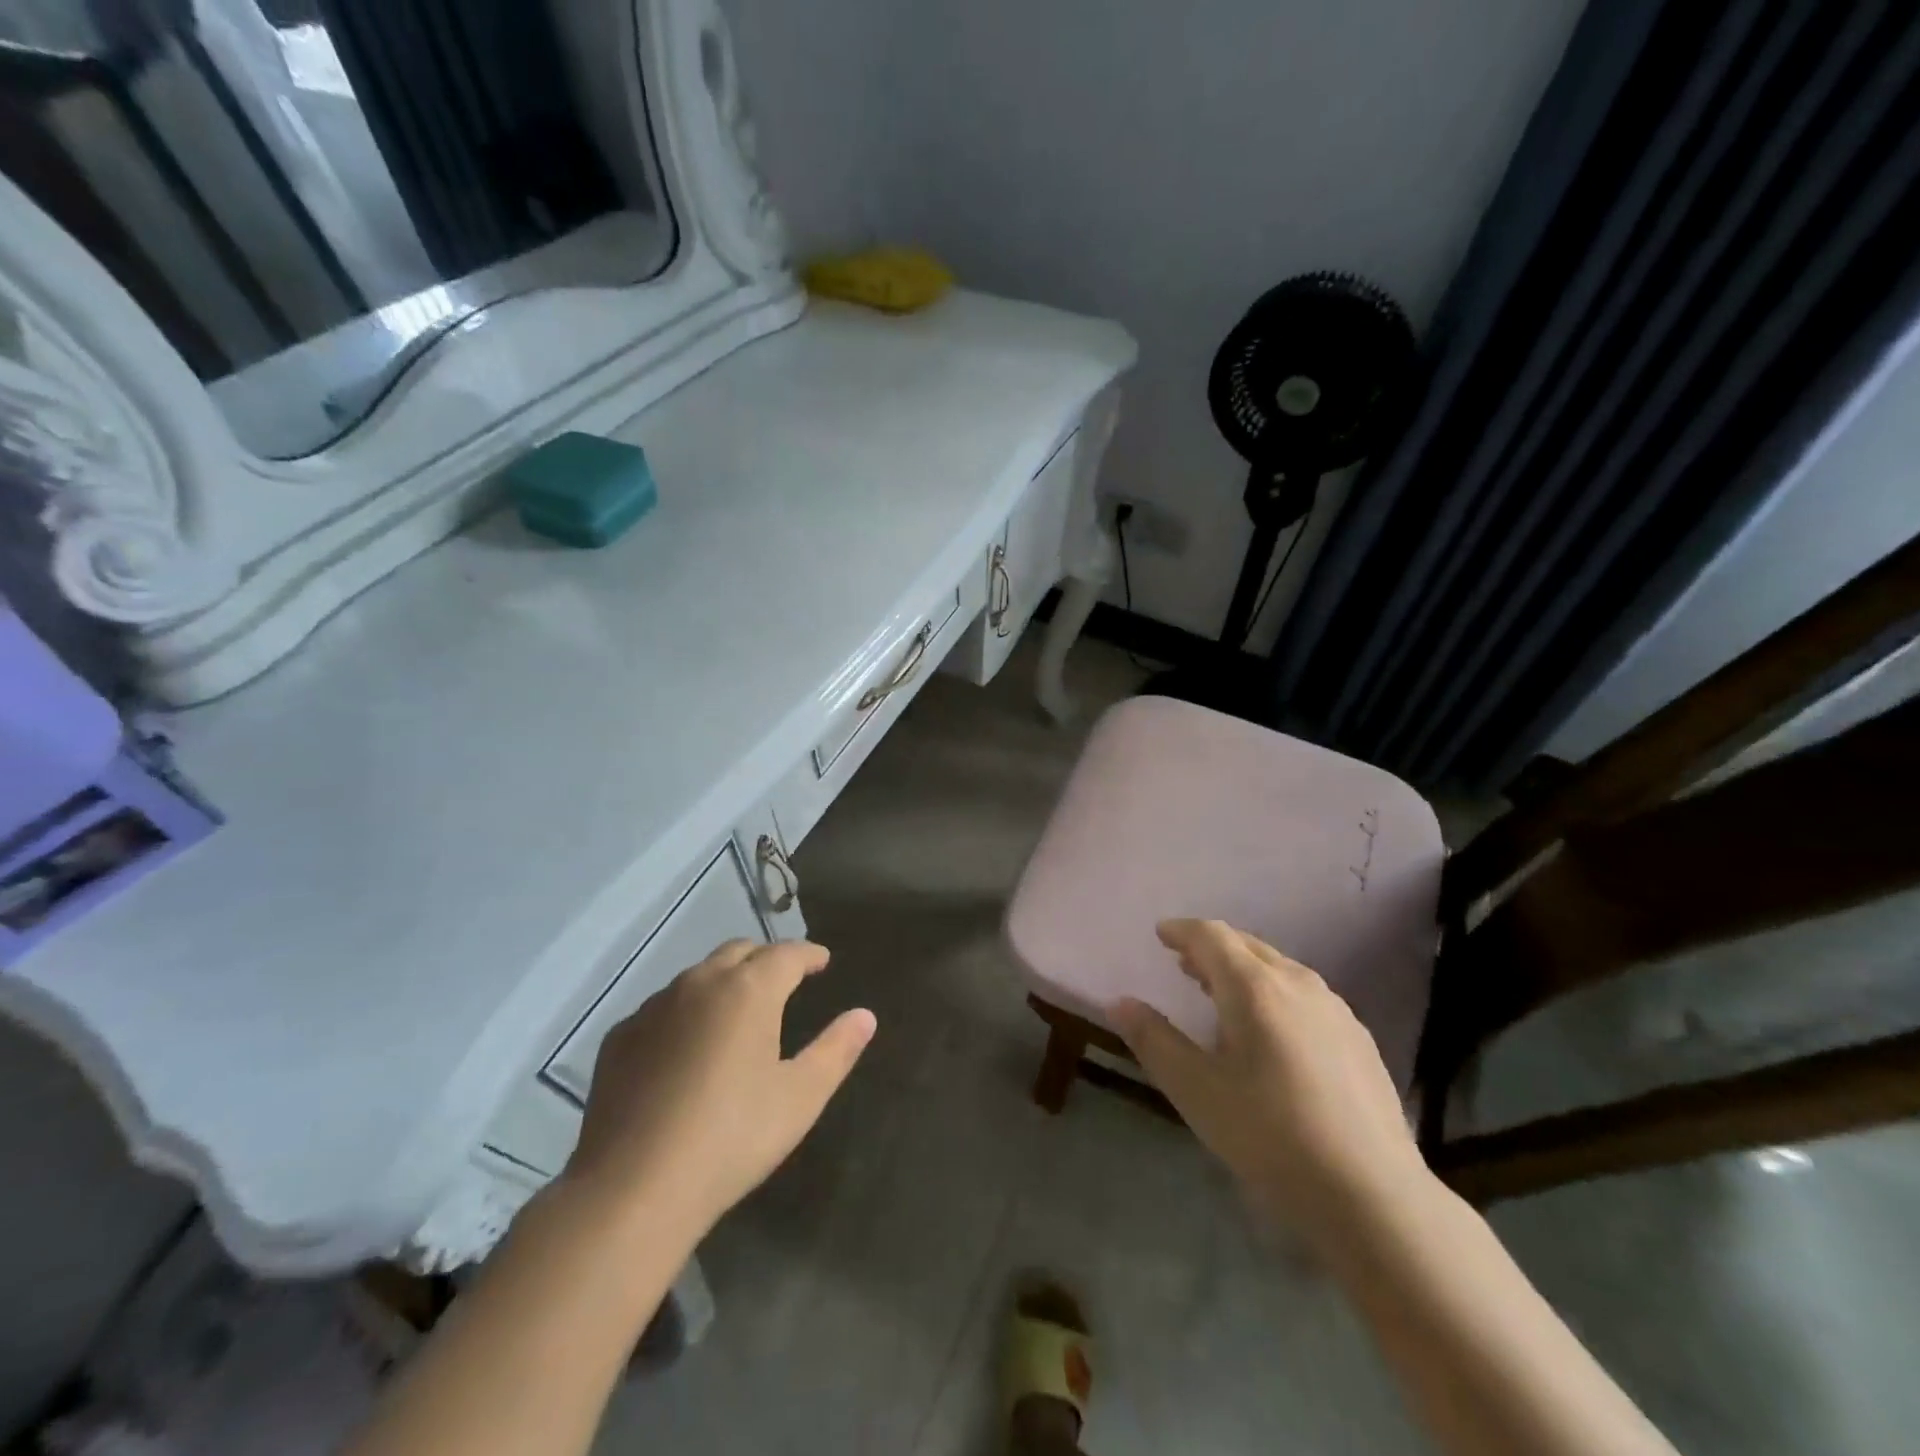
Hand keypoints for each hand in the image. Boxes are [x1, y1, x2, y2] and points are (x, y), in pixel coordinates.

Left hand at [561, 939, 876, 1237]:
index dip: (809, 954)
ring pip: (697, 976)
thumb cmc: (732, 1137)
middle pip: (739, 951)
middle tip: (783, 981)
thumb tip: (865, 1015)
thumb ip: (836, 1049)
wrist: (632, 1189)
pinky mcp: (619, 1038)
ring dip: (723, 982)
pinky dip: (684, 1013)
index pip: (787, 953)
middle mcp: (700, 983)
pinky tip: (686, 1049)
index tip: (822, 961)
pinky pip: (662, 1009)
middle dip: (765, 959)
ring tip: (736, 1013)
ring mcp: (653, 1008)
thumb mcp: (800, 1097)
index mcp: (748, 990)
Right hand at [1111, 919, 1432, 1254]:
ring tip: (1220, 993)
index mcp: (1255, 987)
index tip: (1160, 934)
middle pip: (1247, 945)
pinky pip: (1304, 994)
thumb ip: (1154, 1041)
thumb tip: (1120, 1003)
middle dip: (1211, 947)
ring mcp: (1335, 1009)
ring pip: (1279, 968)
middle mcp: (1297, 983)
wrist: (1373, 1196)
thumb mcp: (1196, 1091)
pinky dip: (1274, 992)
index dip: (1182, 931)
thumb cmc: (1270, 1136)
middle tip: (1184, 962)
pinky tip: (1271, 1031)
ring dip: (1243, 969)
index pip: (1211, 936)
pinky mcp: (1358, 1038)